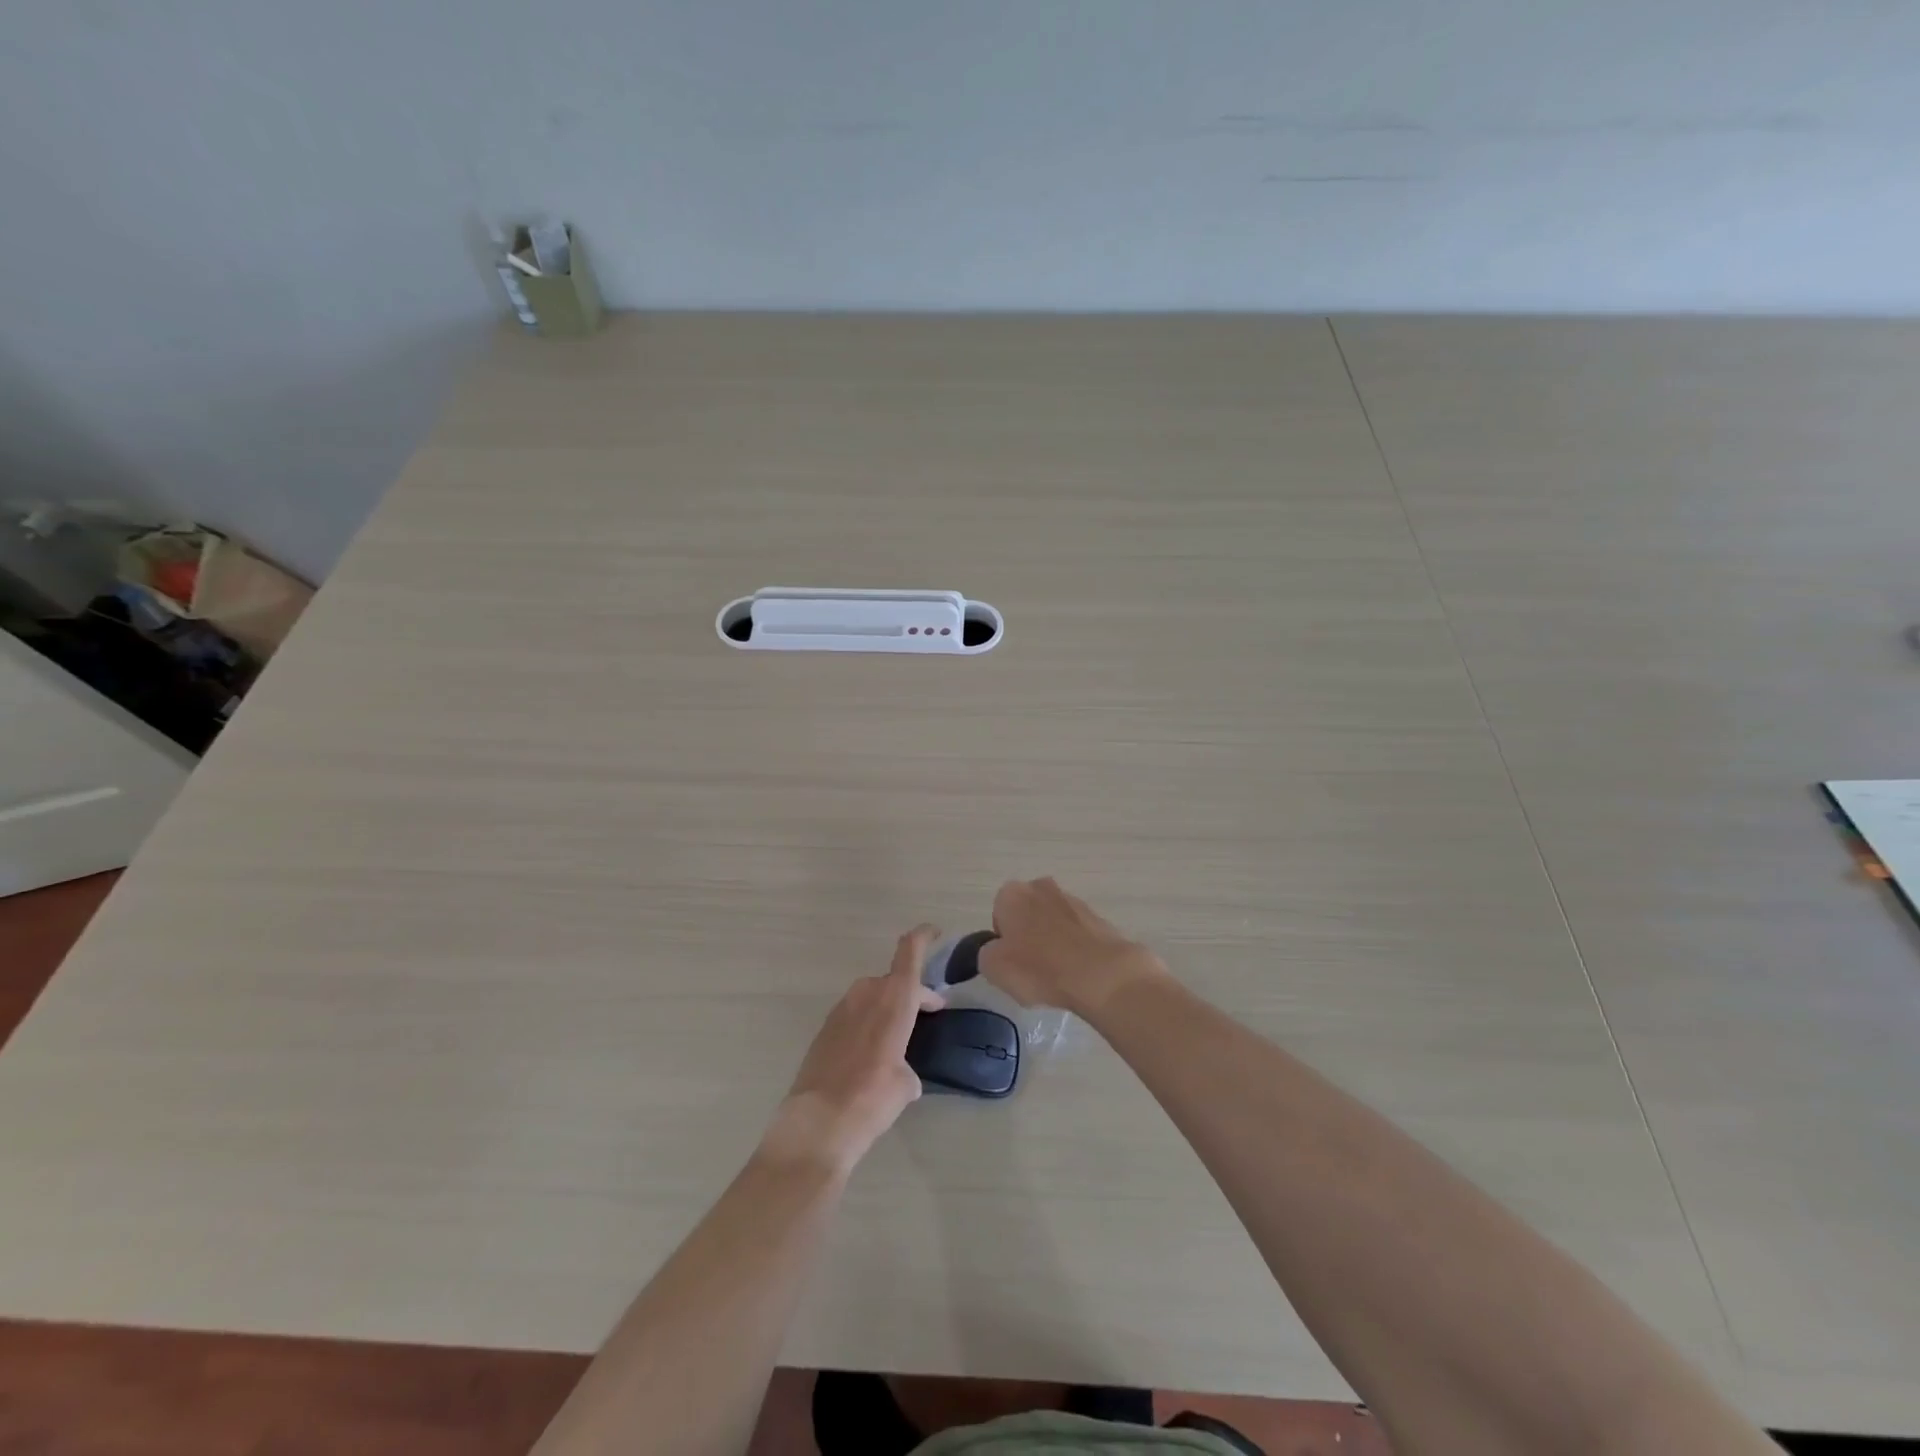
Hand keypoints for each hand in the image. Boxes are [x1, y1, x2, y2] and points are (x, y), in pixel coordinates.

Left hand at [766, 925, 945, 1173]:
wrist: (819, 1122)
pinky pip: (854, 1015)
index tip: (934, 931)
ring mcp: (841, 1010)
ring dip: (887, 1008)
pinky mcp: (824, 1029)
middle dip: (912, 992)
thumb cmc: (873, 1098)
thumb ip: (907, 1067)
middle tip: (929, 1011)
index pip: (909, 952)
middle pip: (893, 980)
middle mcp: (866, 995)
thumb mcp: (906, 1085)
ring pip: (872, 997)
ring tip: (898, 1036)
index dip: (923, 937)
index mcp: (894, 999)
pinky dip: (867, 1024)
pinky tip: (870, 1055)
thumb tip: (900, 1074)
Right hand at [978, 878, 1165, 1018]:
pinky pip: (1076, 933)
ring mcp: (1072, 900)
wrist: (1101, 974)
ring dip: (1052, 942)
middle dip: (1027, 936)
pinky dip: (1074, 948)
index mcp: (1012, 893)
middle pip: (1026, 914)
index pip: (998, 914)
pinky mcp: (1097, 917)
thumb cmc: (1039, 968)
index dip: (1002, 940)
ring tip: (1057, 974)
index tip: (1011, 962)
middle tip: (1031, 968)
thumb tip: (996, 950)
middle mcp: (1041, 887)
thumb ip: (985, 953)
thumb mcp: (993, 968)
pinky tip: (1076, 972)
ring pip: (1052, 922)